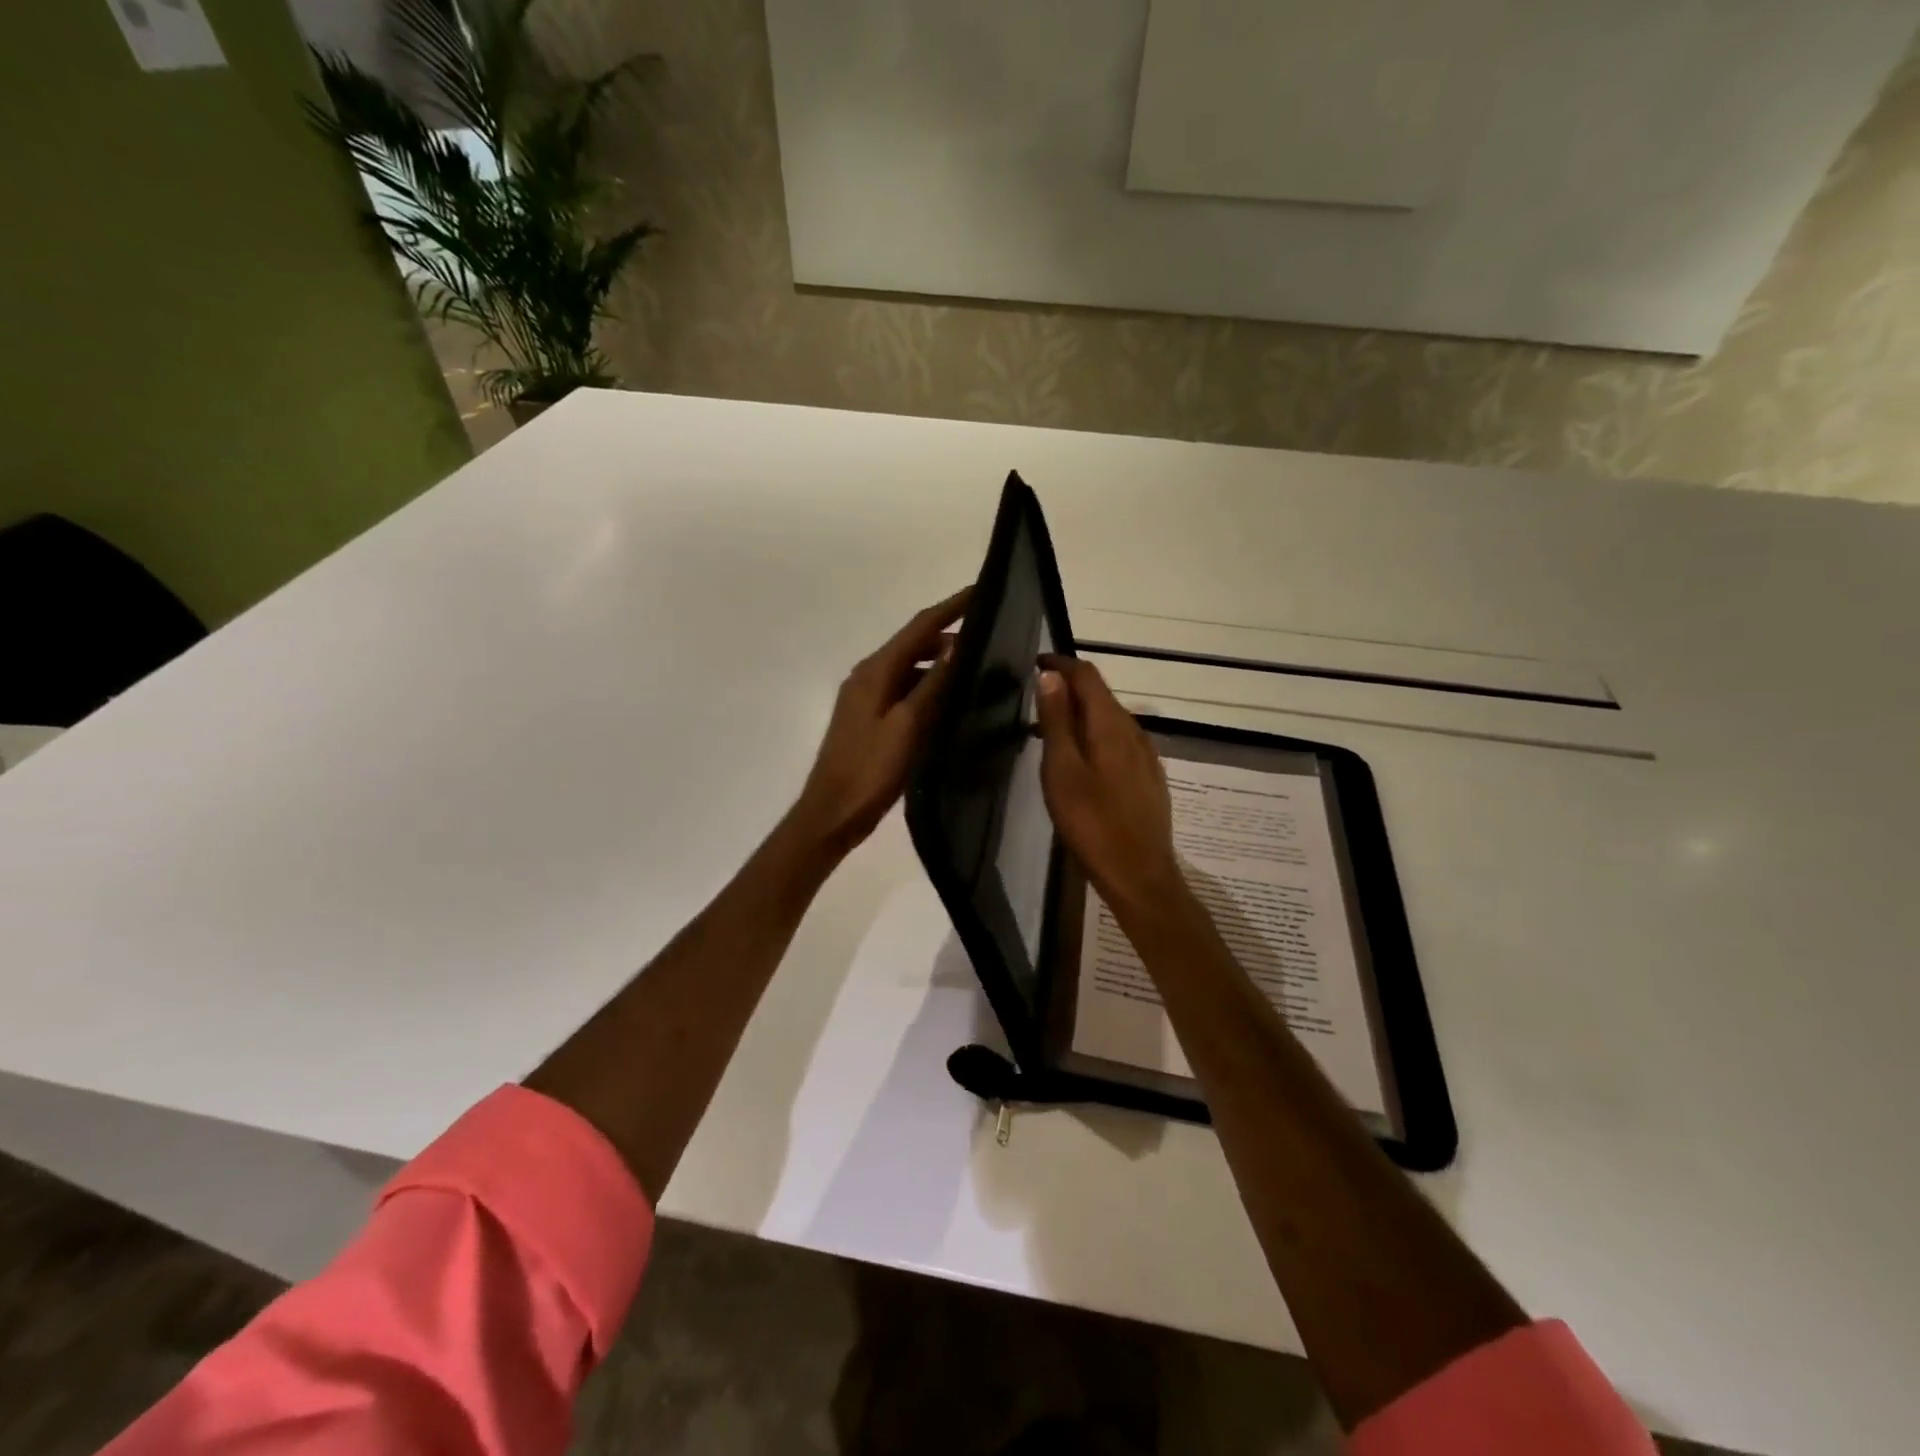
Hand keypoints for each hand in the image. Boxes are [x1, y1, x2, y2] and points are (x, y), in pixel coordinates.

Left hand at [789, 588, 969, 855]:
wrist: (832, 813)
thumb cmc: (870, 771)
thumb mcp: (906, 726)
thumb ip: (932, 685)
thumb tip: (957, 645)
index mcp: (874, 671)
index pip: (919, 627)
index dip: (951, 607)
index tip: (982, 589)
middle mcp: (867, 676)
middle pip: (913, 643)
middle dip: (948, 633)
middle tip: (989, 633)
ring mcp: (866, 698)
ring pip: (909, 667)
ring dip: (939, 662)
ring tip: (977, 665)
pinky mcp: (869, 718)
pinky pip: (903, 689)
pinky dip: (927, 686)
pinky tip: (949, 700)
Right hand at [1034, 656, 1183, 912]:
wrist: (1139, 875)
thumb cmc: (1092, 823)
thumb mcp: (1063, 770)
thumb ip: (1057, 721)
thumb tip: (1050, 675)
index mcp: (1111, 725)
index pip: (1088, 676)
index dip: (1061, 665)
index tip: (1034, 664)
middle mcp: (1134, 731)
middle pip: (1101, 696)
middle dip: (1069, 690)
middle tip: (1035, 701)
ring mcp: (1146, 756)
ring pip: (1111, 720)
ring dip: (1081, 716)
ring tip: (1051, 732)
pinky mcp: (1149, 778)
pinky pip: (1119, 742)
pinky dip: (1096, 737)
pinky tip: (1082, 761)